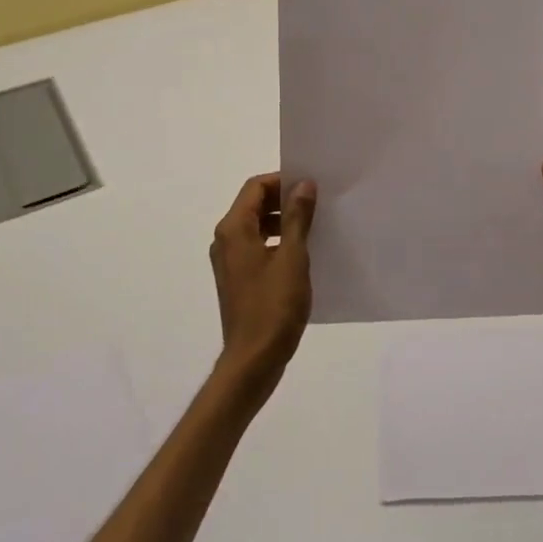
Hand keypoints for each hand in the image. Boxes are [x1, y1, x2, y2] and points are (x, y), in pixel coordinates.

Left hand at [209, 173, 316, 391]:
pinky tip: (302, 254)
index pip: (255, 187)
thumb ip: (297, 217)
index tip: (311, 186)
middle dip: (284, 200)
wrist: (253, 360)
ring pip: (256, 226)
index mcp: (234, 229)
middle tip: (317, 204)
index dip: (282, 181)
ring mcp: (229, 261)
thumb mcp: (293, 258)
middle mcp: (225, 240)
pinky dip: (277, 242)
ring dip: (282, 221)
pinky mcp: (237, 279)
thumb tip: (304, 184)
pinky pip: (256, 247)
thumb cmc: (273, 307)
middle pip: (253, 204)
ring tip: (314, 227)